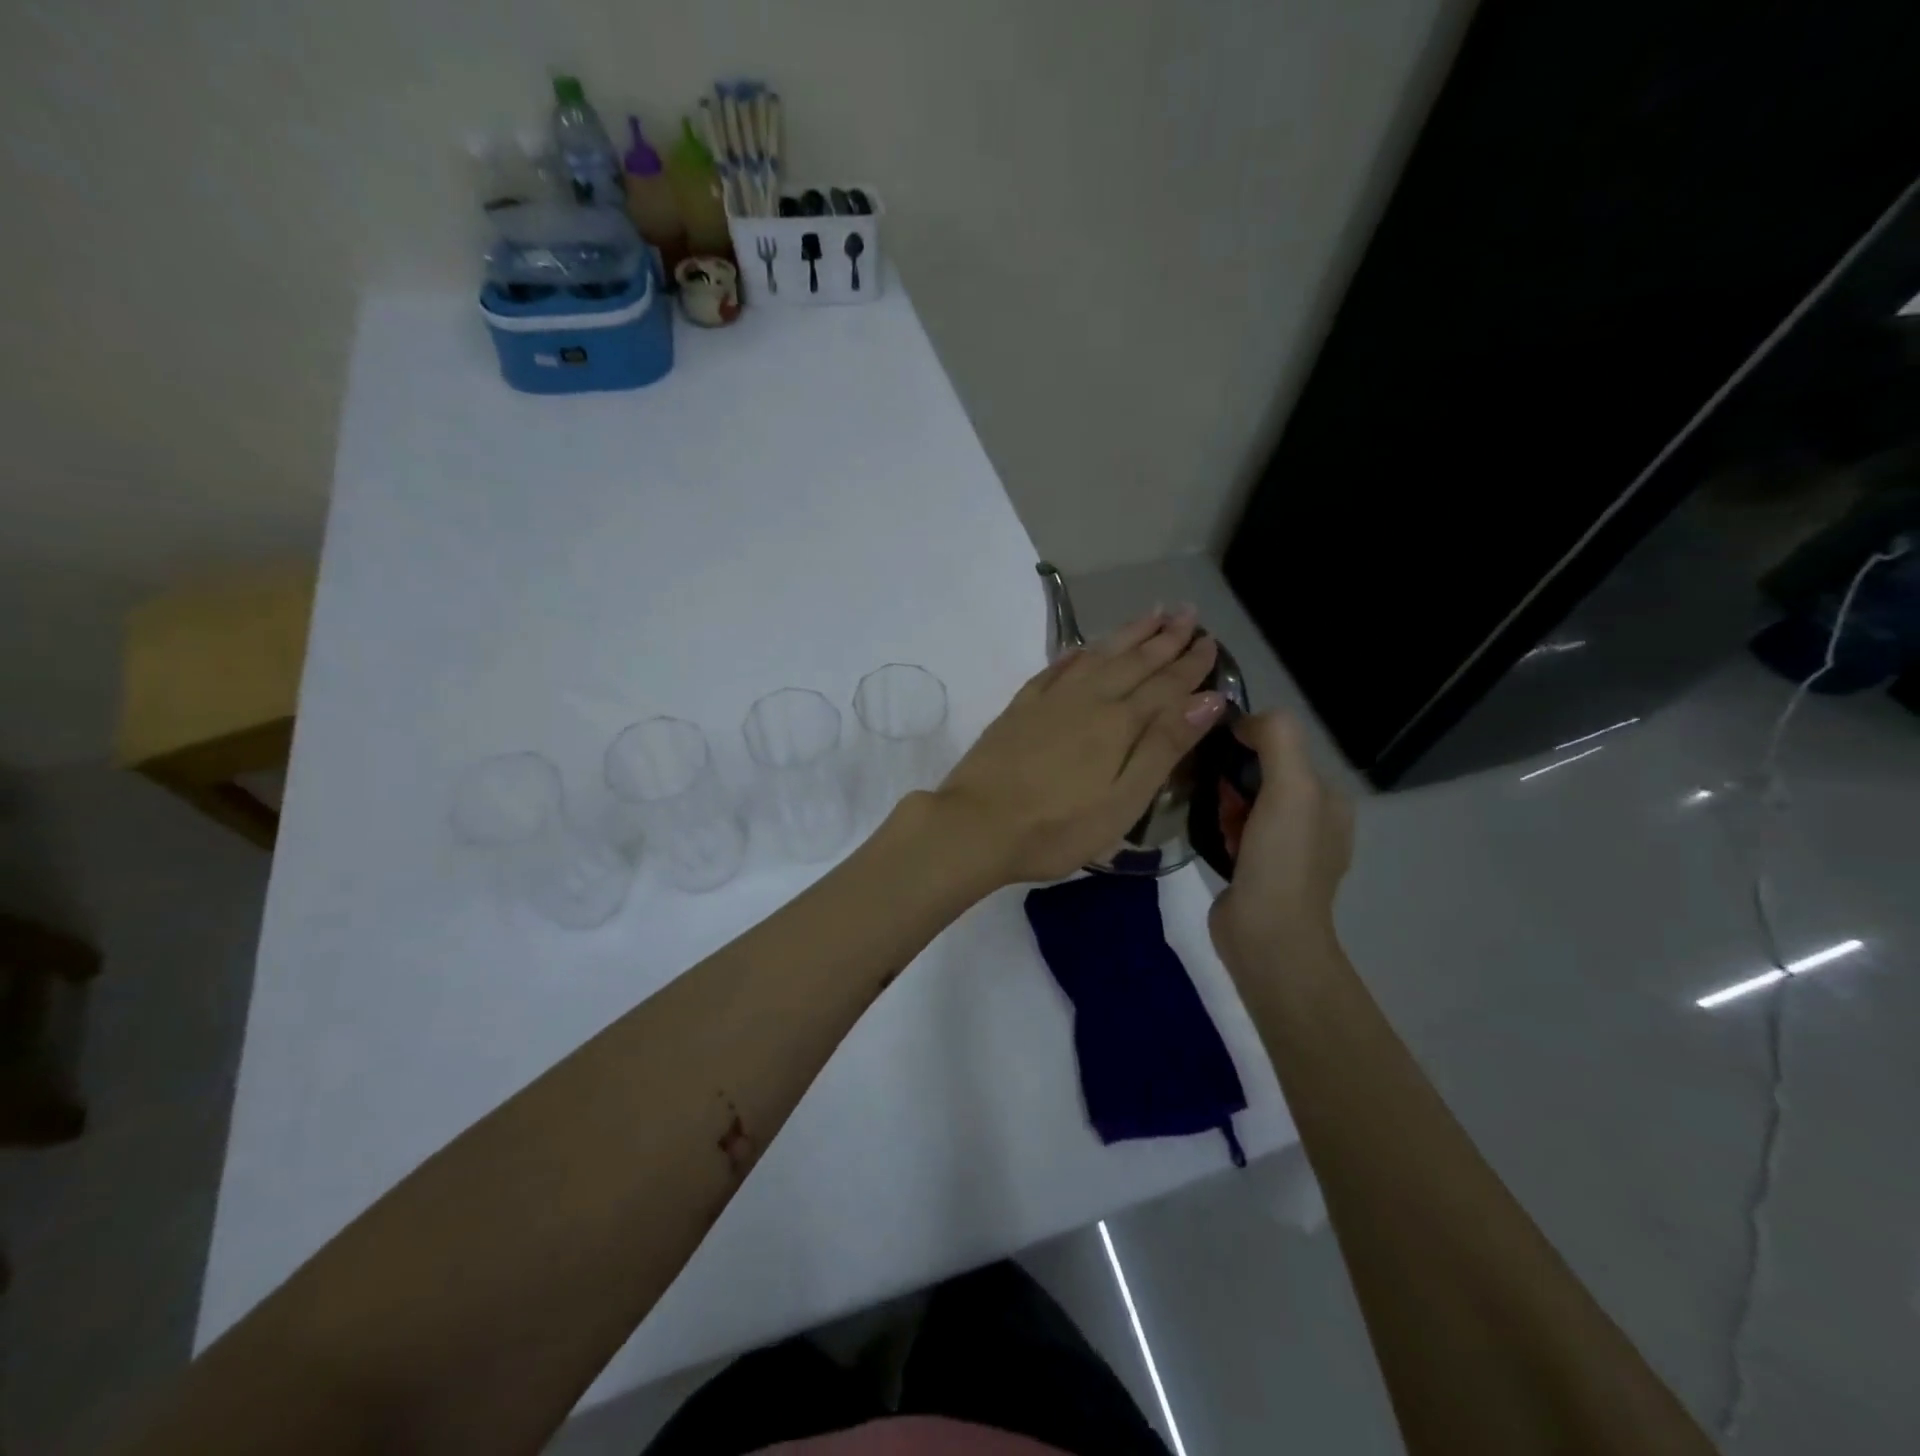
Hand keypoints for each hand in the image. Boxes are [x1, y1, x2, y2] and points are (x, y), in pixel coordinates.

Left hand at [931, 607, 1225, 885]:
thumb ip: (1164, 747)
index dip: (1190, 664)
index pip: (1165, 685)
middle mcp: (1087, 699)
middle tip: (1188, 612)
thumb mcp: (1124, 801)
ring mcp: (1049, 700)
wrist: (975, 826)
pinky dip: (1076, 653)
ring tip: (1150, 614)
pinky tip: (1084, 647)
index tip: (1210, 641)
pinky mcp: (1019, 708)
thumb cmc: (1057, 828)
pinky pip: (1055, 668)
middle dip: (1164, 637)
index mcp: (1118, 723)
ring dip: (1126, 634)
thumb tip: (1208, 698)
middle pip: (1133, 661)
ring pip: (1097, 656)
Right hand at [1208, 711, 1353, 971]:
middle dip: (1232, 775)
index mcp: (1329, 799)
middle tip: (1209, 787)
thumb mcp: (1291, 787)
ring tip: (1206, 810)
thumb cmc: (1282, 859)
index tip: (1218, 752)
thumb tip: (1242, 721)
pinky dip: (1220, 825)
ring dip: (1223, 800)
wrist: (1267, 936)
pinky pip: (1234, 830)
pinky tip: (1209, 833)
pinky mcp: (1257, 870)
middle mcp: (1313, 821)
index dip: (1249, 743)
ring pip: (1245, 802)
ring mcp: (1284, 849)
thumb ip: (1276, 738)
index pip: (1285, 748)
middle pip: (1262, 774)